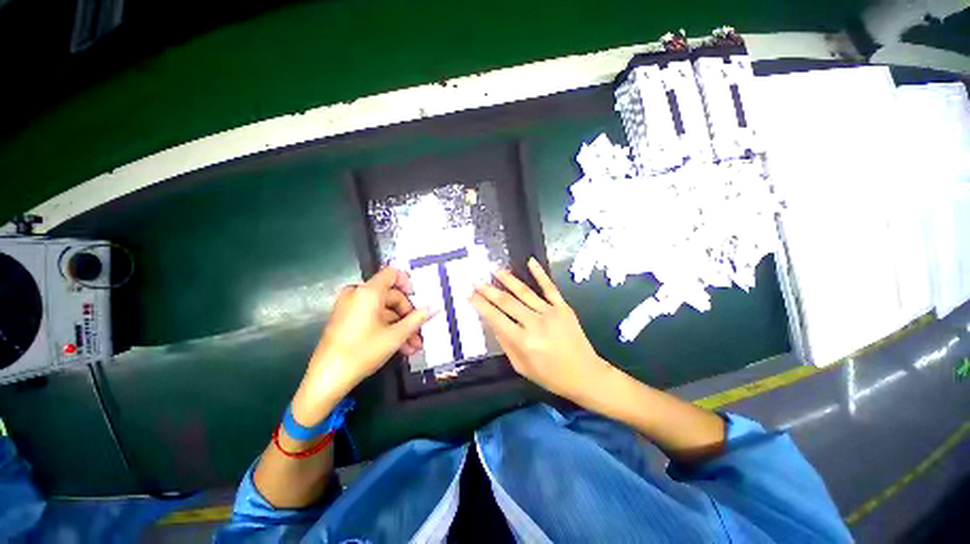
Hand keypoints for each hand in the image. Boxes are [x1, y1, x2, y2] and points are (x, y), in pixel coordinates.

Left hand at [293, 268, 431, 423]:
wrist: (327, 379)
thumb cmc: (363, 352)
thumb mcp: (396, 335)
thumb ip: (418, 318)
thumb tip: (435, 307)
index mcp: (368, 292)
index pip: (392, 273)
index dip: (408, 283)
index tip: (418, 300)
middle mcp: (357, 294)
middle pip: (390, 296)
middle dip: (408, 316)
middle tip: (419, 334)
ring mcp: (349, 307)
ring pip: (383, 310)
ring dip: (400, 326)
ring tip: (412, 347)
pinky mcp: (346, 320)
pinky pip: (371, 317)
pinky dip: (386, 328)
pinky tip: (400, 347)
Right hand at [470, 258, 611, 404]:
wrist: (585, 374)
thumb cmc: (550, 376)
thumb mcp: (521, 366)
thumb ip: (506, 344)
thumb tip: (493, 322)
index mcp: (522, 341)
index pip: (495, 317)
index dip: (480, 304)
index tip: (469, 294)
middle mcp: (534, 323)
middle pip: (507, 301)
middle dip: (488, 290)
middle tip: (476, 280)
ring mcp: (550, 312)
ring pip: (524, 292)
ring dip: (507, 279)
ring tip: (494, 269)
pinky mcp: (563, 308)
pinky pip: (550, 288)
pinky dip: (540, 274)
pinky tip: (530, 262)